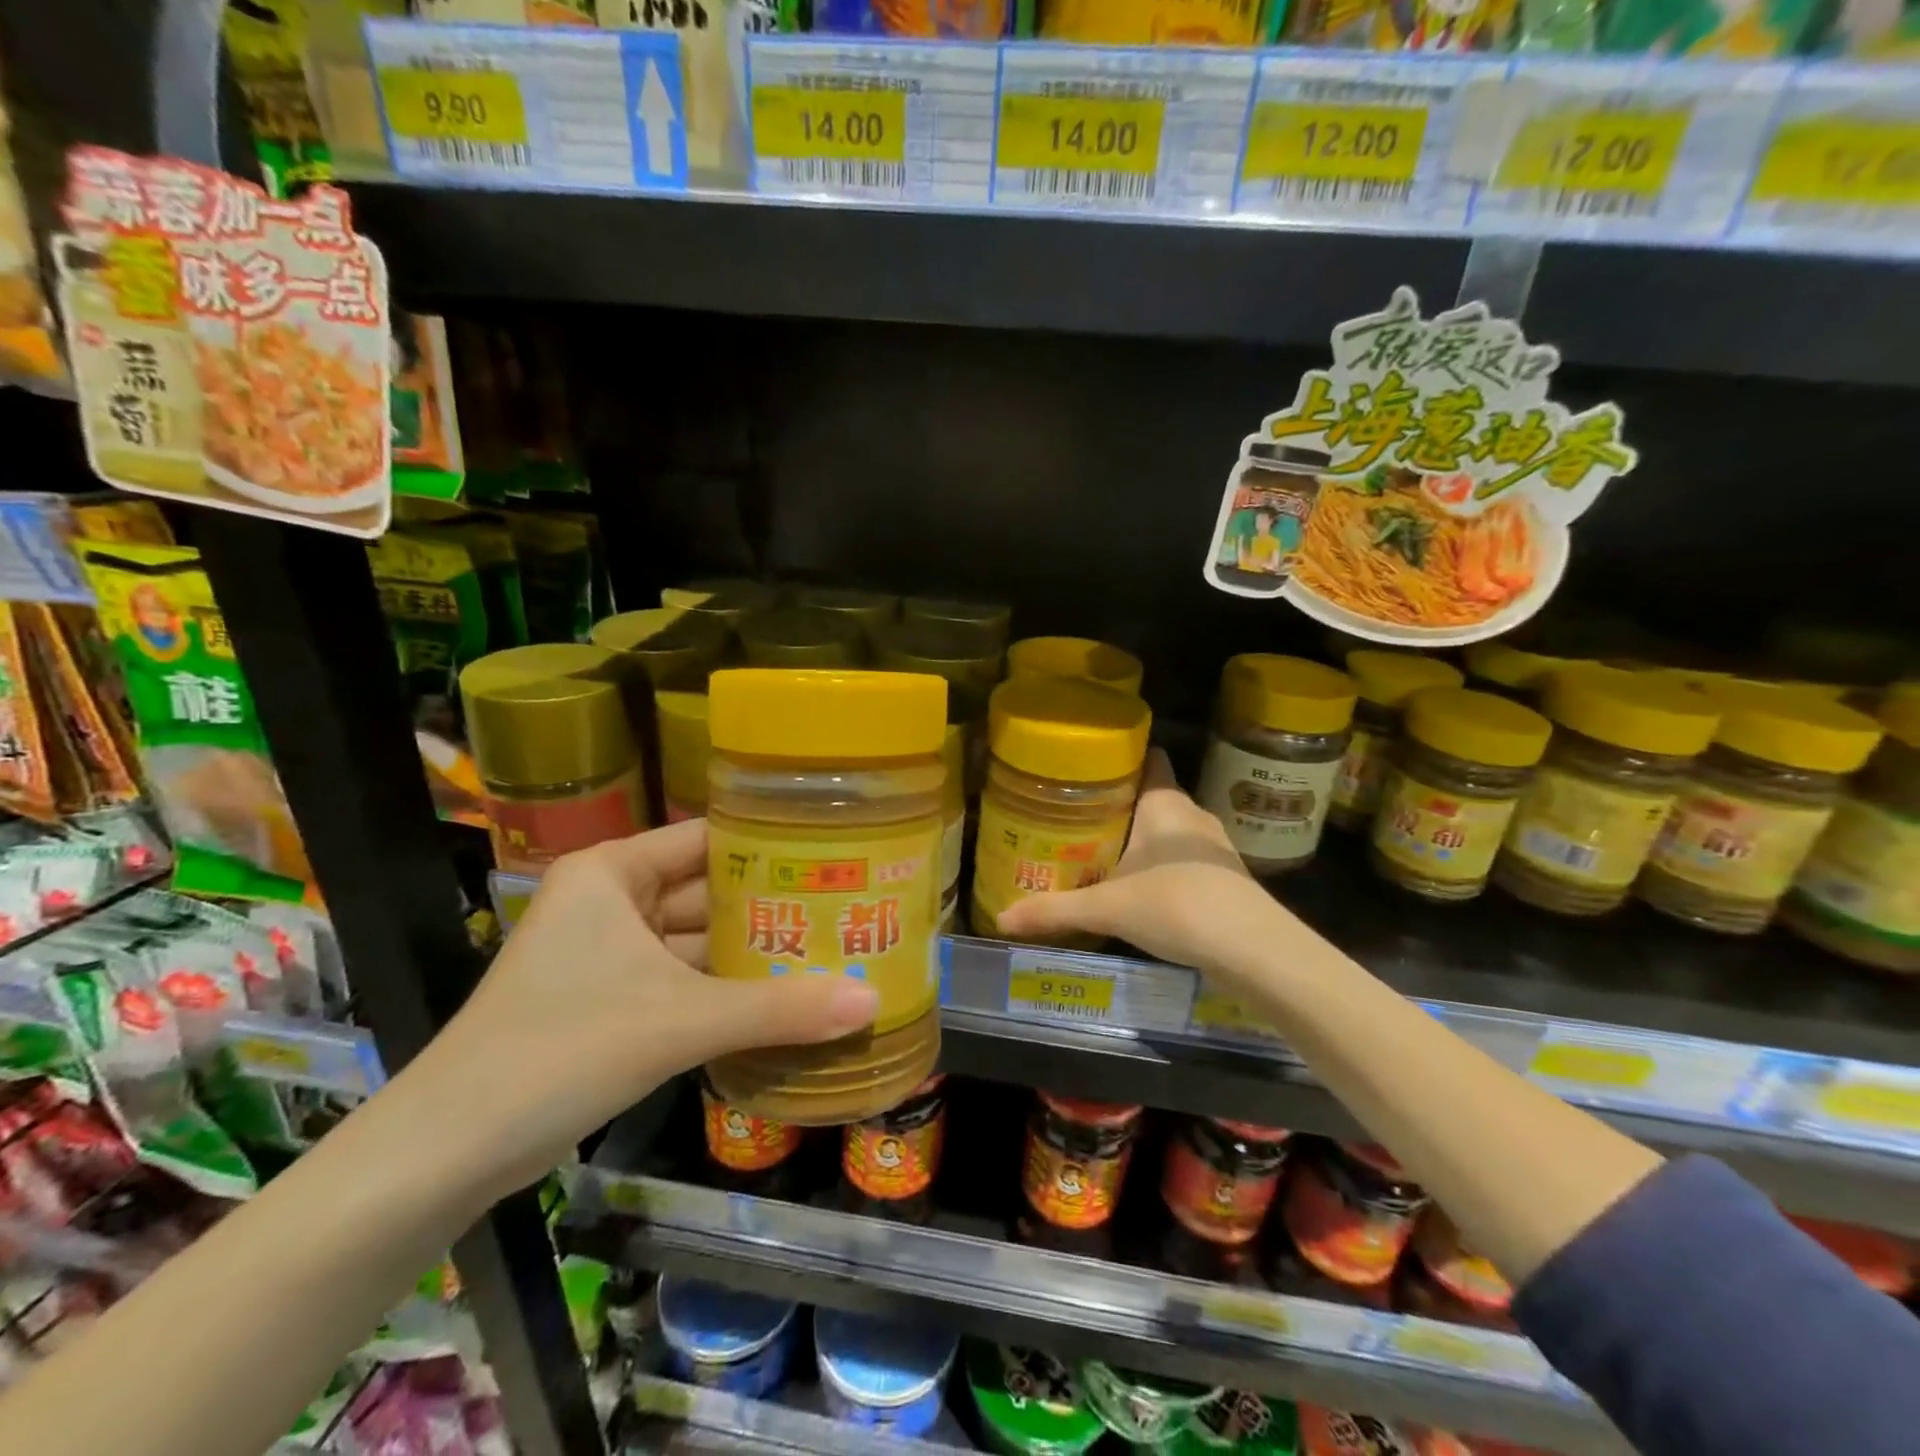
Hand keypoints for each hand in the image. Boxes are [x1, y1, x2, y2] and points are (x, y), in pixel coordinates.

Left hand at [411, 820, 878, 1198]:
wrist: (447, 1153)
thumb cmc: (559, 1050)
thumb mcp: (677, 1022)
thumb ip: (777, 1010)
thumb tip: (872, 1000)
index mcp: (614, 873)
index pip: (709, 838)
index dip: (772, 844)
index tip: (836, 853)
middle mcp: (613, 900)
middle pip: (708, 891)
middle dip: (772, 906)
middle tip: (849, 906)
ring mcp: (610, 953)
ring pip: (698, 941)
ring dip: (753, 954)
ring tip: (833, 949)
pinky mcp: (612, 1000)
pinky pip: (685, 981)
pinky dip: (727, 990)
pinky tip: (785, 998)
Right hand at [993, 749, 1284, 976]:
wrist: (1253, 949)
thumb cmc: (1176, 904)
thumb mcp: (1107, 908)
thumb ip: (1054, 910)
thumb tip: (1001, 919)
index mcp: (1165, 803)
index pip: (1149, 759)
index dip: (1121, 759)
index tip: (1087, 769)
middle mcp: (1192, 815)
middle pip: (1153, 797)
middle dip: (1120, 807)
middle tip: (1078, 818)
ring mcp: (1215, 847)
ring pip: (1171, 831)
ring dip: (1144, 840)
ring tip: (1103, 853)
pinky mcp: (1226, 877)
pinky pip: (1186, 859)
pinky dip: (1164, 866)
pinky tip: (1142, 889)